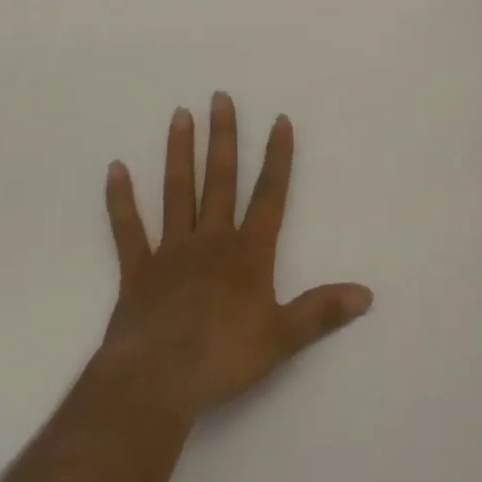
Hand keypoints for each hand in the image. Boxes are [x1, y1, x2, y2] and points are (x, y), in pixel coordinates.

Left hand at [99, 92, 372, 420]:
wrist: (156, 384)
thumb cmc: (222, 360)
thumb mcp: (281, 340)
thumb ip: (321, 312)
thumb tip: (366, 294)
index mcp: (247, 253)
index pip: (269, 195)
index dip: (277, 157)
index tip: (279, 119)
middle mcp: (211, 239)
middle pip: (220, 179)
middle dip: (223, 137)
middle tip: (219, 97)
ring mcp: (171, 250)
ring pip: (178, 191)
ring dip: (180, 152)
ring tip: (180, 114)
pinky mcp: (138, 269)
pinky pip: (128, 229)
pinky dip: (120, 200)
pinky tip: (115, 168)